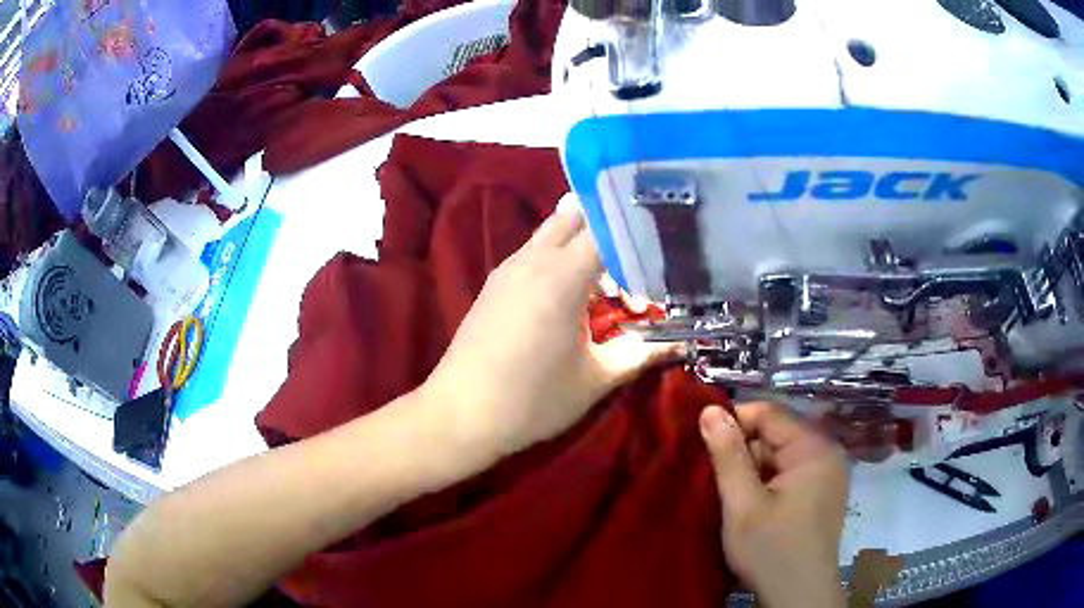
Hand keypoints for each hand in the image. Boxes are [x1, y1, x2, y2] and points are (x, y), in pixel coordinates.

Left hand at [421, 200, 680, 456]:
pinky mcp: (495, 283)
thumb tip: (680, 342)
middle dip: (609, 228)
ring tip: (608, 282)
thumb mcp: (596, 379)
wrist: (460, 415)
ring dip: (583, 244)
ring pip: (552, 231)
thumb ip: (640, 353)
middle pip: (576, 215)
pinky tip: (573, 295)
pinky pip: (534, 252)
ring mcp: (508, 268)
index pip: (607, 227)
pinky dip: (559, 258)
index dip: (638, 232)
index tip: (662, 245)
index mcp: (562, 275)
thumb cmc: (532, 400)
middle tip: (635, 260)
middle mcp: (533, 259)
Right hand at [699, 403, 849, 607]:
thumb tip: (710, 409)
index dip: (734, 422)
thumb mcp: (742, 504)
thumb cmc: (771, 550)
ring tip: (738, 499)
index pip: (769, 413)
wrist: (799, 596)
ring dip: (756, 470)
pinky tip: (758, 506)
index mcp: (814, 448)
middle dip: (746, 452)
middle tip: (721, 484)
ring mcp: (830, 472)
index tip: (706, 447)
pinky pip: (793, 471)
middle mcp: (828, 451)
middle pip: (777, 433)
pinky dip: (770, 482)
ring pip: (783, 453)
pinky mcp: (825, 491)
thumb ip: (728, 455)